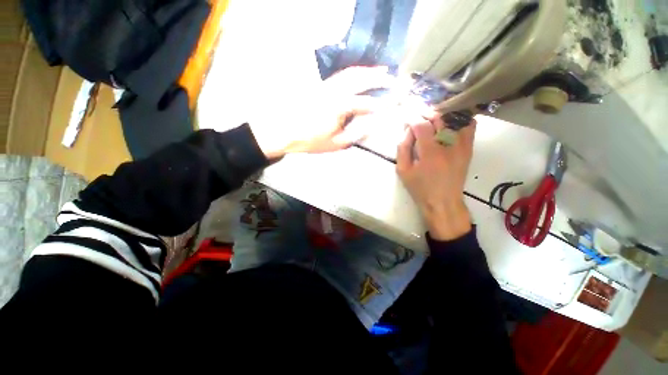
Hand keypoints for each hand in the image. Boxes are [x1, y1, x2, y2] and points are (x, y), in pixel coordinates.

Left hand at [249, 66, 393, 158]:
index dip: (379, 105)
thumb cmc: (311, 140)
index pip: (365, 103)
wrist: (286, 131)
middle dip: (378, 77)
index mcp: (339, 108)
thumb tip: (372, 125)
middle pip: (360, 79)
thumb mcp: (336, 143)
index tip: (390, 106)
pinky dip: (355, 73)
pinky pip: (342, 75)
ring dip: (368, 71)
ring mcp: (327, 86)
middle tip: (392, 78)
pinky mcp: (322, 86)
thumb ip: (355, 134)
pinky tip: (361, 75)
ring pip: (351, 73)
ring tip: (382, 70)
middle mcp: (335, 92)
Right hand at [396, 114, 475, 240]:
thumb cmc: (420, 188)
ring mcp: (461, 146)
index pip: (421, 125)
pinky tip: (449, 121)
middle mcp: (448, 145)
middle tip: (416, 116)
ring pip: (453, 119)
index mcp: (429, 153)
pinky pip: (468, 126)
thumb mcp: (403, 171)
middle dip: (424, 113)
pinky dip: (459, 119)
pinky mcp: (468, 148)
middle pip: (438, 118)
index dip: (411, 118)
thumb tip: (407, 131)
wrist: (443, 201)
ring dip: (439, 115)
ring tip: (429, 117)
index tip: (406, 119)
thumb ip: (402, 149)